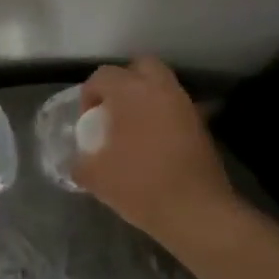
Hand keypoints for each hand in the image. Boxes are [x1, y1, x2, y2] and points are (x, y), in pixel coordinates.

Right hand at [76, 57, 237, 241]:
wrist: (195, 211)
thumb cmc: (140, 185)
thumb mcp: (96, 177)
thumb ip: (80, 162)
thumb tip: (78, 162)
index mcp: (130, 92)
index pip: (103, 76)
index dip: (89, 94)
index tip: (87, 120)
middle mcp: (160, 89)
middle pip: (141, 66)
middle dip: (124, 81)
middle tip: (113, 109)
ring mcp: (184, 105)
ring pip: (162, 85)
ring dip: (146, 98)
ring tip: (133, 128)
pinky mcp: (201, 125)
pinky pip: (176, 108)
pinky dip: (163, 116)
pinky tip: (154, 143)